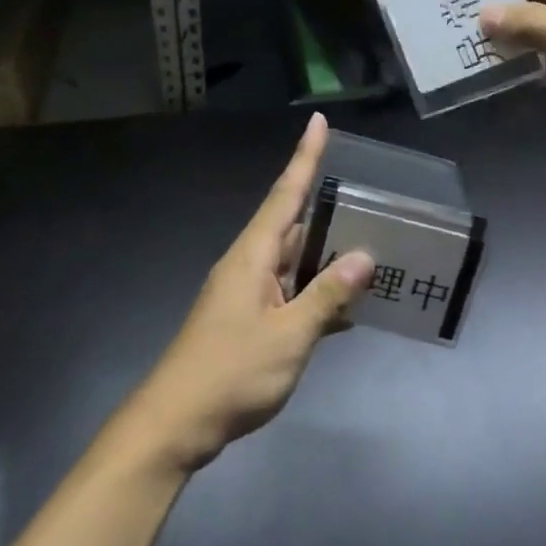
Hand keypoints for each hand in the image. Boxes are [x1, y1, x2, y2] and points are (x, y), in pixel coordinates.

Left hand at [121, 113, 373, 473]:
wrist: (175, 424)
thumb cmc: (231, 373)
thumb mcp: (288, 336)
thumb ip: (327, 296)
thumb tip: (364, 255)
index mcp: (253, 255)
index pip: (286, 194)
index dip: (305, 157)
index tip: (319, 122)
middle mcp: (248, 265)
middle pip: (293, 224)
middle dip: (327, 208)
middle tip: (370, 196)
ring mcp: (246, 294)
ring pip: (293, 261)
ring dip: (326, 255)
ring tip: (369, 245)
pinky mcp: (247, 320)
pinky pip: (289, 292)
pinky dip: (316, 293)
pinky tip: (345, 305)